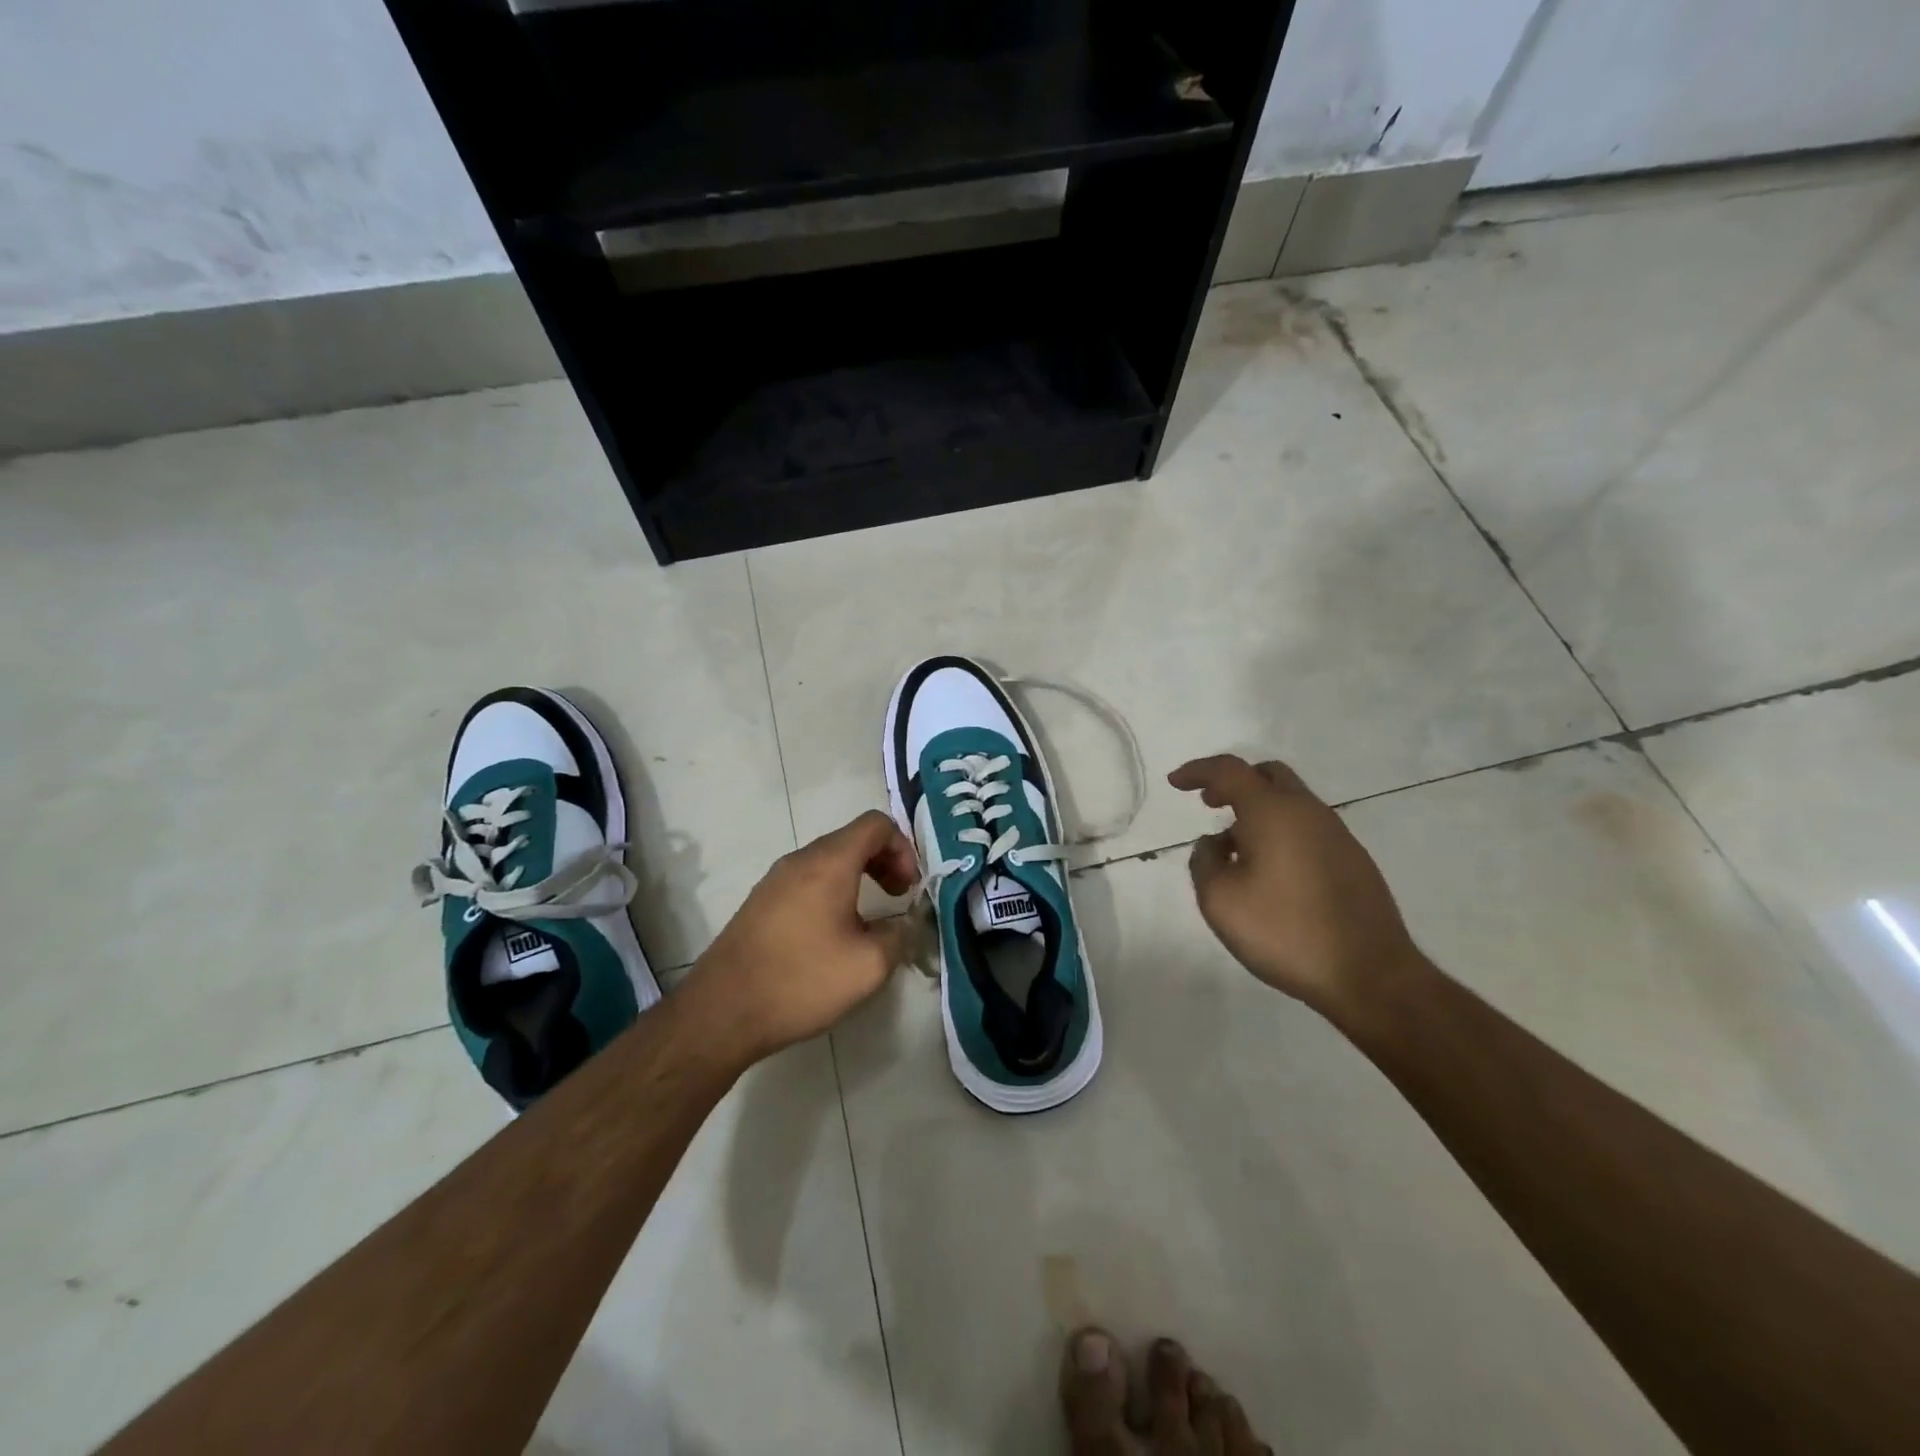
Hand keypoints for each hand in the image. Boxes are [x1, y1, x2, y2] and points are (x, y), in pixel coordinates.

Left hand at [682, 810, 917, 1061]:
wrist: (721, 1011)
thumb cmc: (801, 981)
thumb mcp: (869, 966)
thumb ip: (899, 936)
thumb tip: (902, 925)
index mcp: (829, 862)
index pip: (876, 824)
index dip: (903, 849)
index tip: (909, 889)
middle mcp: (800, 859)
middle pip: (852, 839)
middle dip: (884, 862)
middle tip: (898, 898)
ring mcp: (775, 880)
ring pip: (828, 860)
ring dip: (858, 878)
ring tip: (868, 920)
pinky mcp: (760, 902)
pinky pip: (806, 881)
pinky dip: (832, 892)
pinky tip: (833, 934)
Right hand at [1168, 755, 1421, 1015]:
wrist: (1370, 975)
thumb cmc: (1285, 932)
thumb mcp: (1220, 900)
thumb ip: (1204, 861)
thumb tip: (1214, 843)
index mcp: (1272, 812)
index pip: (1229, 770)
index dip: (1198, 771)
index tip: (1175, 782)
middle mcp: (1308, 811)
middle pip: (1268, 775)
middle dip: (1233, 782)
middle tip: (1209, 803)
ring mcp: (1337, 835)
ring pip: (1291, 801)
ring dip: (1258, 809)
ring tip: (1235, 845)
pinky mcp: (1353, 860)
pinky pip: (1308, 827)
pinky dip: (1281, 830)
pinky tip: (1271, 870)